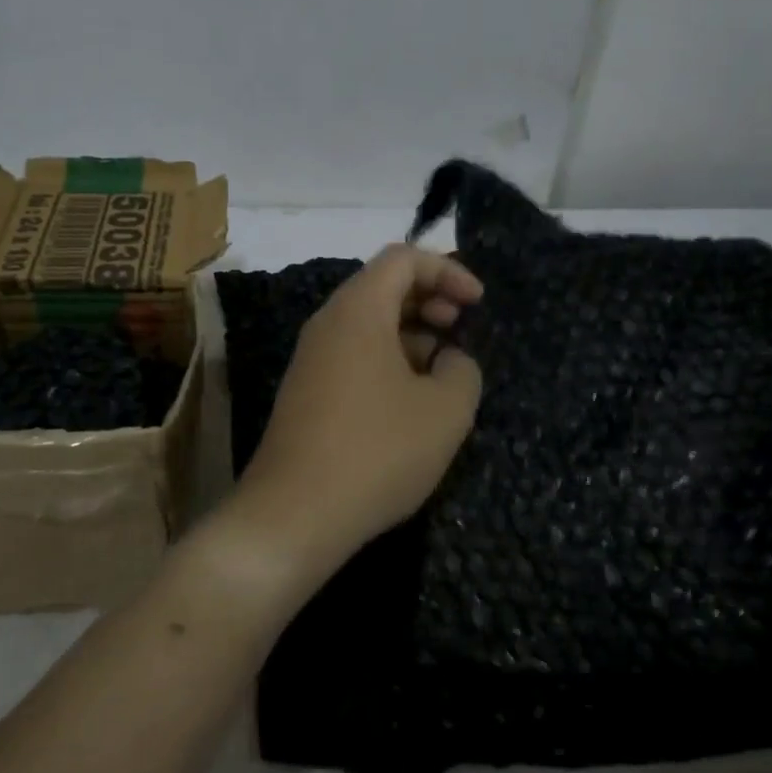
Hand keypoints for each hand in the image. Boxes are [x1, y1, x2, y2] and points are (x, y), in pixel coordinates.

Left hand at [225, 244, 483, 577]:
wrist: (294, 514)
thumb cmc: (377, 452)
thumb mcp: (445, 411)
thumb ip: (462, 370)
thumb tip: (451, 359)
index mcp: (357, 311)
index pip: (402, 258)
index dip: (447, 270)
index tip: (477, 303)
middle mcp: (327, 324)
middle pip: (381, 286)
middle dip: (429, 298)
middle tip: (461, 329)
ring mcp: (311, 359)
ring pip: (367, 323)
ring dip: (410, 333)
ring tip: (443, 369)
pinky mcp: (305, 392)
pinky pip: (352, 354)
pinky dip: (387, 359)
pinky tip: (409, 400)